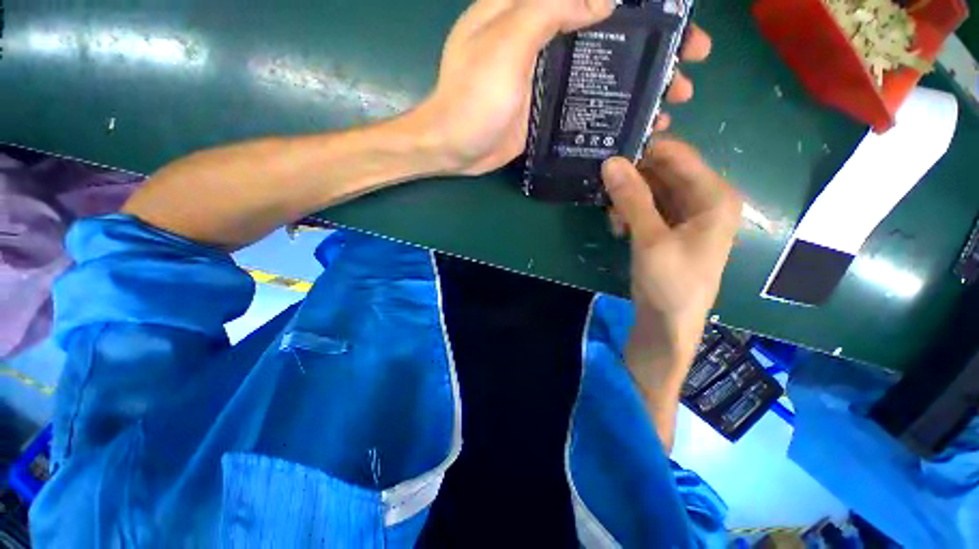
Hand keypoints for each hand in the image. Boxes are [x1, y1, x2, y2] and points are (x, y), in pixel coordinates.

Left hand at [414, 0, 711, 175]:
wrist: (453, 148)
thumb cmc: (471, 97)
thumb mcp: (505, 43)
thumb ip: (549, 9)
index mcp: (530, 10)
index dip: (637, 1)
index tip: (676, 14)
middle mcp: (544, 37)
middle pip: (610, 30)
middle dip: (653, 45)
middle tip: (691, 61)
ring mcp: (547, 77)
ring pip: (603, 68)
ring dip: (640, 82)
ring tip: (673, 98)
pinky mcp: (546, 110)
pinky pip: (586, 101)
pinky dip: (612, 108)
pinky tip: (635, 122)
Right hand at [601, 140, 740, 392]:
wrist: (668, 323)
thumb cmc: (670, 282)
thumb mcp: (650, 239)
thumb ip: (631, 198)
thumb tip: (610, 162)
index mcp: (714, 196)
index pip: (678, 156)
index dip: (645, 152)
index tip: (611, 155)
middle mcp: (703, 200)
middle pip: (664, 172)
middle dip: (632, 180)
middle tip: (605, 190)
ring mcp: (685, 215)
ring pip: (651, 190)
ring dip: (628, 200)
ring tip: (613, 219)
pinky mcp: (668, 229)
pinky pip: (647, 207)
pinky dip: (630, 213)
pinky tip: (619, 228)